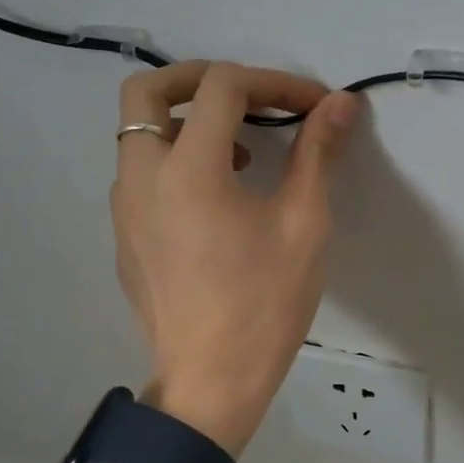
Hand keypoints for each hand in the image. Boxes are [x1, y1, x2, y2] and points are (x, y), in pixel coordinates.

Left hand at [111, 61, 359, 454]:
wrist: (210, 384)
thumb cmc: (264, 305)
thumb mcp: (303, 224)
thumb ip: (317, 153)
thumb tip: (340, 103)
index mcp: (187, 169)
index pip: (222, 87)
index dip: (273, 81)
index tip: (312, 105)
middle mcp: (141, 176)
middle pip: (148, 90)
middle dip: (200, 79)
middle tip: (249, 98)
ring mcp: (123, 208)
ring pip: (139, 133)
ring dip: (188, 122)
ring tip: (242, 154)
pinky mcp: (123, 236)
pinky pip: (141, 173)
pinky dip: (175, 159)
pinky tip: (218, 199)